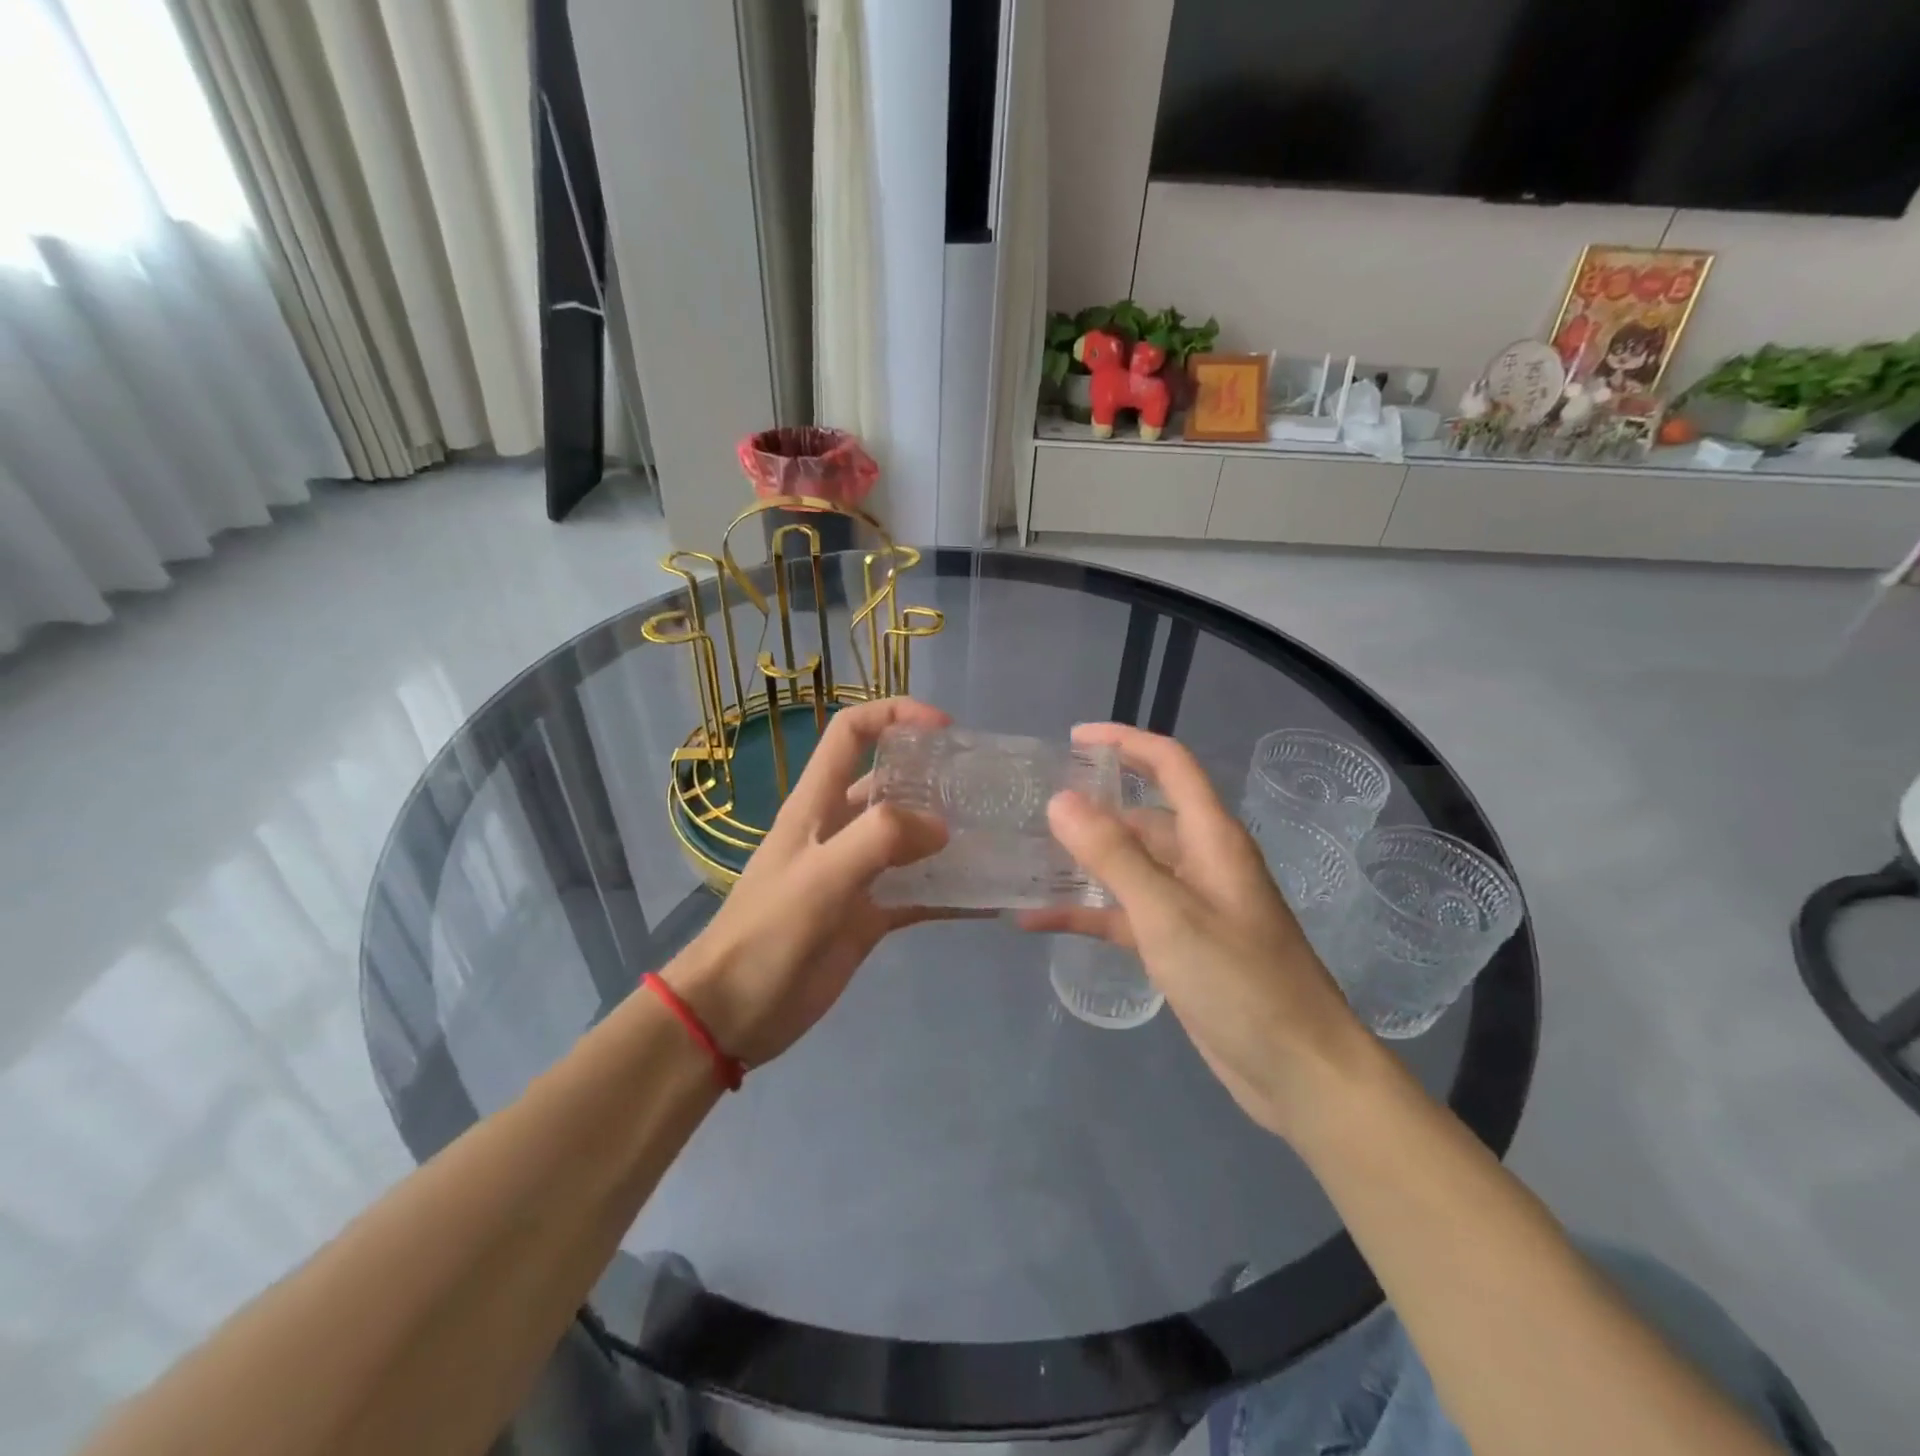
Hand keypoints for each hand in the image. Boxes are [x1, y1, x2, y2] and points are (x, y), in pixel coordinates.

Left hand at [662, 697, 953, 1066]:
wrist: (733, 1013)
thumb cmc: (767, 934)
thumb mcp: (820, 877)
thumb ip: (879, 840)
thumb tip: (941, 827)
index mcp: (816, 805)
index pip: (851, 734)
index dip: (894, 715)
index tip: (944, 727)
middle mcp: (838, 830)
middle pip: (889, 784)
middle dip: (933, 776)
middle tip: (982, 788)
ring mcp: (855, 874)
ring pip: (908, 840)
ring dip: (946, 836)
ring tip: (994, 837)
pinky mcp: (868, 916)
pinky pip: (916, 895)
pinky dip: (947, 893)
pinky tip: (985, 899)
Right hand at [1022, 723, 1372, 1138]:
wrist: (1298, 1072)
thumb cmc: (1239, 981)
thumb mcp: (1167, 913)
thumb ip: (1112, 855)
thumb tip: (1060, 800)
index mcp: (1210, 837)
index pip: (1169, 764)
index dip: (1124, 741)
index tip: (1073, 739)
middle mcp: (1201, 861)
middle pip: (1142, 815)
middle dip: (1092, 807)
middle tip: (1032, 809)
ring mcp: (1189, 905)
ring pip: (1129, 867)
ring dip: (1084, 863)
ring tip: (1026, 859)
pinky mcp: (1179, 945)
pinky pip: (1125, 914)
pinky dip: (1088, 913)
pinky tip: (1038, 920)